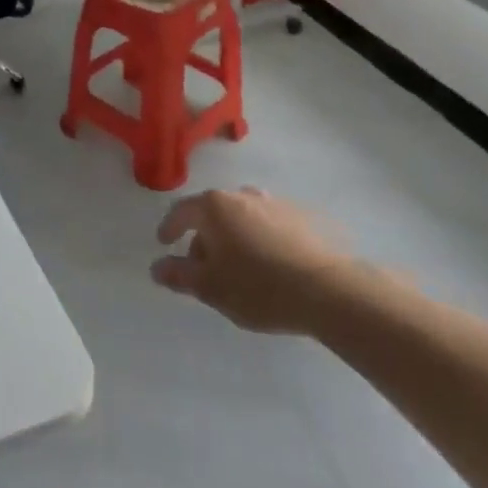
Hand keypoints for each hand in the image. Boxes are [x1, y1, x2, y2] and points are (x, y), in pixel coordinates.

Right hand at [151, 187, 354, 334]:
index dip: (169, 227)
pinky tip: (270, 265)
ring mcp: (275, 204)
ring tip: (239, 268)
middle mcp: (242, 195)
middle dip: (204, 238)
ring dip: (234, 237)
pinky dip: (261, 239)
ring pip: (242, 218)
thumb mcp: (210, 287)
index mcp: (214, 207)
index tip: (164, 243)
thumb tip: (157, 267)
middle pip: (212, 213)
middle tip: (205, 268)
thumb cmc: (258, 287)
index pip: (181, 211)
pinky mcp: (304, 218)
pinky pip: (269, 225)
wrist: (329, 291)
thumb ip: (179, 275)